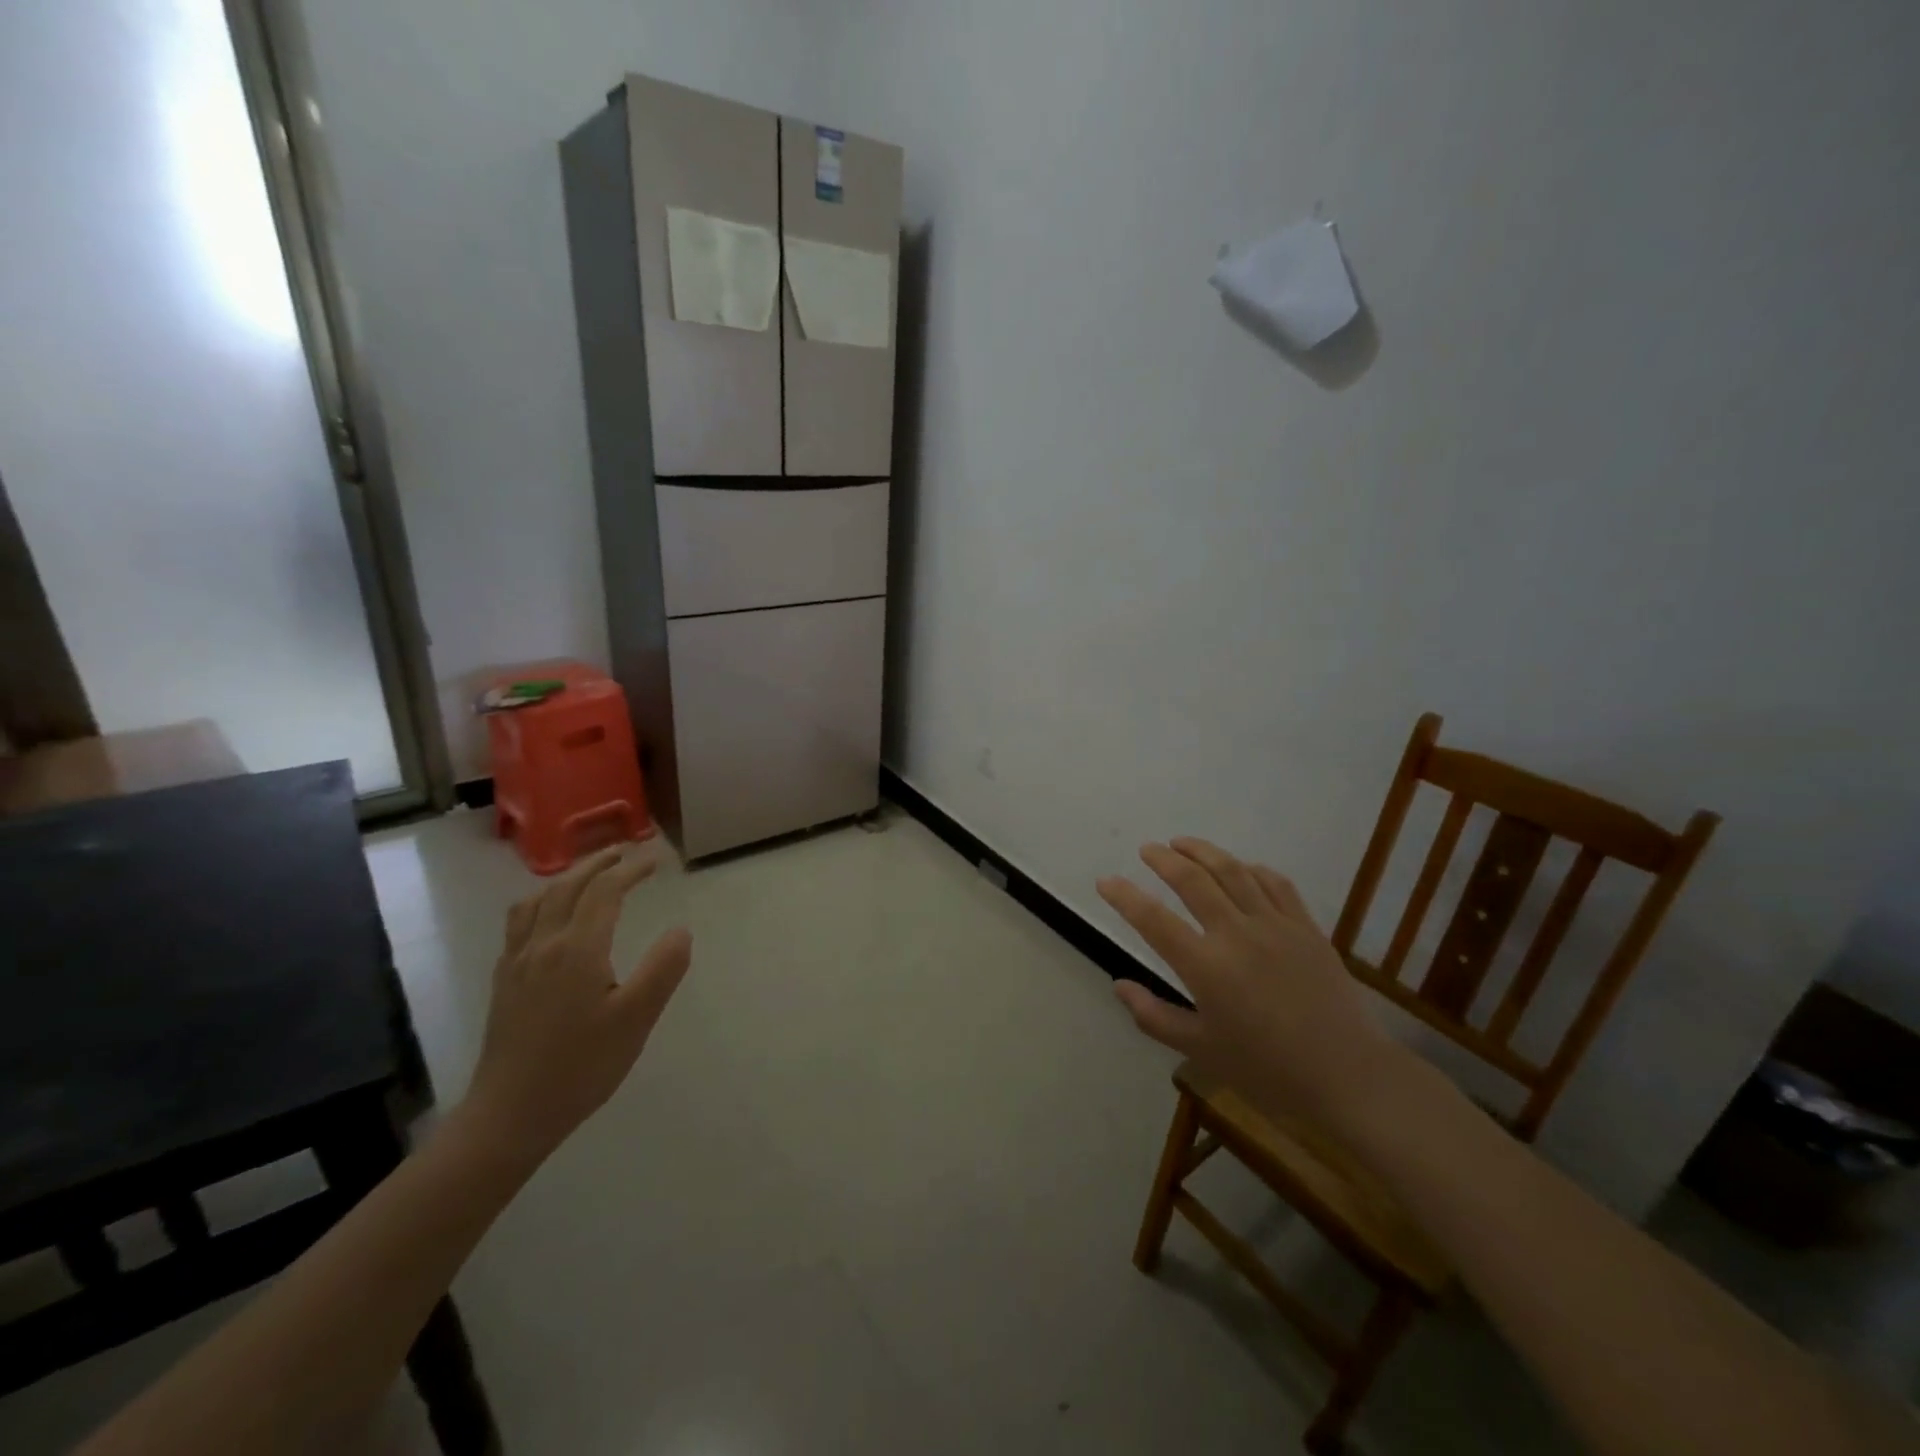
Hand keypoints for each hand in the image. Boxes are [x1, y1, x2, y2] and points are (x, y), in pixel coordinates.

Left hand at [464, 847, 693, 1160]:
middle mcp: (543, 944)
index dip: (631, 869)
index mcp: (578, 949)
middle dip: (598, 863)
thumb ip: (663, 969)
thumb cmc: (580, 1067)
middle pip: (568, 886)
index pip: (605, 892)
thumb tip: (681, 930)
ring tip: (589, 875)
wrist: (509, 1115)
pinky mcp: (504, 980)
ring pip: (538, 900)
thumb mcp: (635, 1020)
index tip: (656, 860)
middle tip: (625, 853)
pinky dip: (541, 901)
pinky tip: (549, 917)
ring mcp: (517, 962)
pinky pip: (520, 922)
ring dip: (567, 878)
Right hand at [1098, 838, 1401, 1127]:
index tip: (1106, 881)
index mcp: (1206, 967)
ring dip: (1203, 851)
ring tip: (1182, 842)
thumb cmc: (1267, 1070)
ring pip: (1233, 872)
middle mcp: (1237, 934)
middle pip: (1192, 880)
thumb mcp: (1201, 1050)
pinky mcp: (1306, 927)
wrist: (1348, 1076)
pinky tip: (1241, 867)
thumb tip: (1119, 985)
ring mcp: (1275, 926)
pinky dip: (1251, 869)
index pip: (1153, 920)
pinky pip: (1275, 884)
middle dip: (1164, 859)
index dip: (1124, 897)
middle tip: (1148, 850)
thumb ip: (1154, 1016)